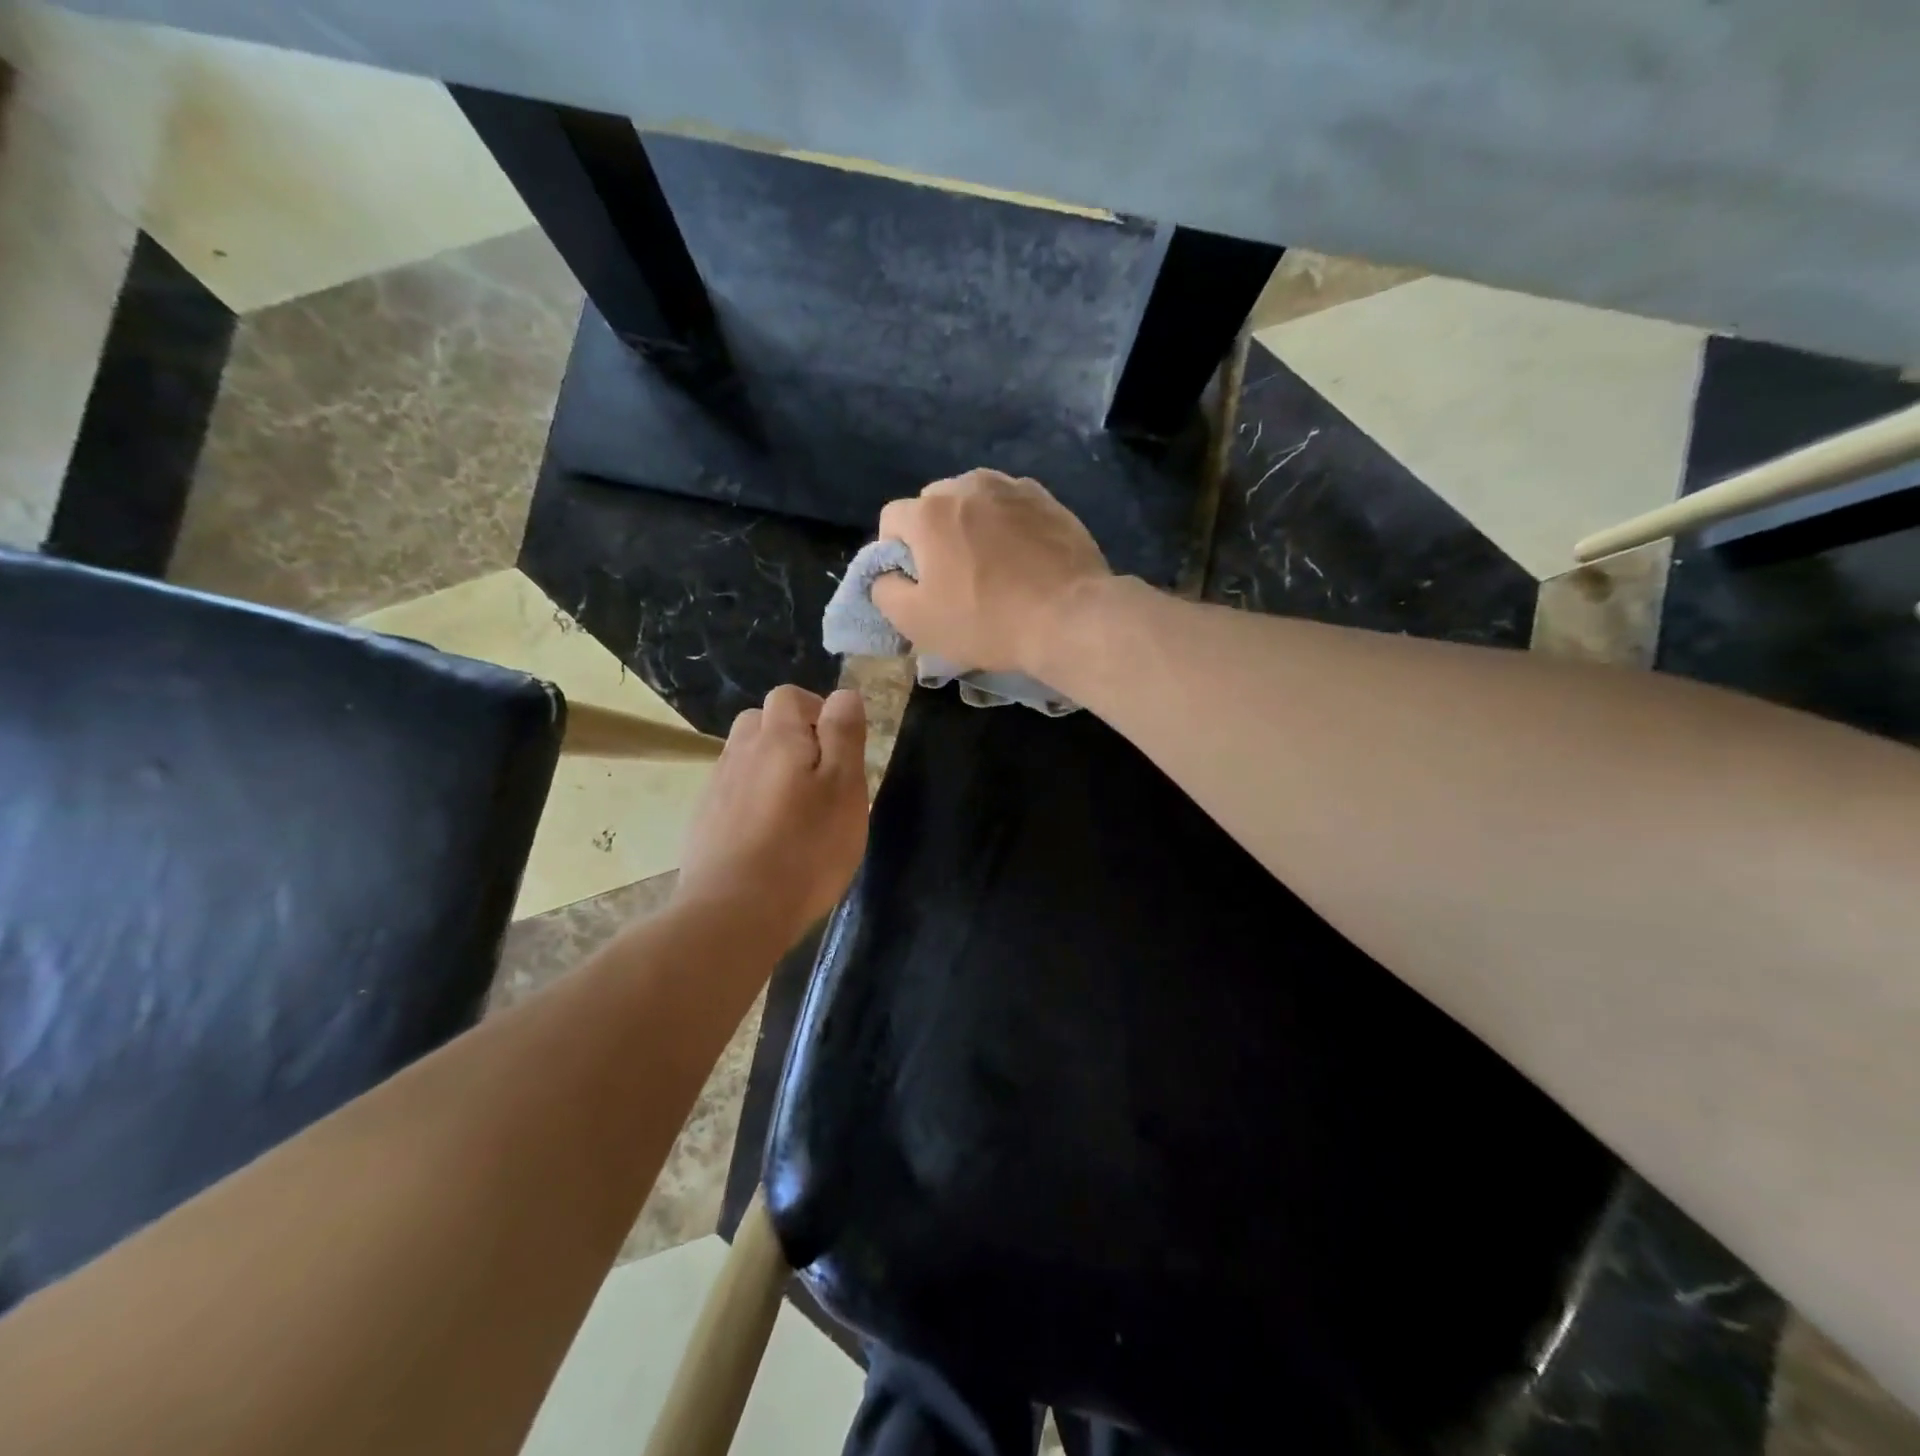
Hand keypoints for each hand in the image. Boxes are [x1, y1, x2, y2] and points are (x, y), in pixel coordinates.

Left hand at [674, 685, 869, 942]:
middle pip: (760, 722)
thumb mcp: (844, 788)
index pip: (789, 696)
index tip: (837, 745)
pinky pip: (730, 792)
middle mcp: (740, 753)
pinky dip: (750, 798)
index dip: (815, 710)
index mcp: (777, 738)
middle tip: (819, 774)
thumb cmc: (806, 849)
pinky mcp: (703, 823)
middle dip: (789, 735)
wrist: (734, 912)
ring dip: (768, 766)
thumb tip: (843, 694)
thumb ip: (843, 735)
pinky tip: (766, 833)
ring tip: (794, 805)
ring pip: (743, 757)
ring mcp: (716, 788)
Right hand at [873, 469, 1112, 674]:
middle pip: (934, 503)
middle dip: (933, 534)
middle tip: (952, 575)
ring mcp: (1013, 488)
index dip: (894, 552)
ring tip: (989, 564)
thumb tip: (885, 575)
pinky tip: (1022, 557)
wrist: (1069, 617)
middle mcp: (968, 485)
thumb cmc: (987, 621)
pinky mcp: (1048, 500)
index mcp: (930, 512)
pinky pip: (1012, 507)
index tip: (915, 582)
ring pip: (975, 500)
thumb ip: (885, 592)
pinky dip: (1007, 525)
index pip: (891, 519)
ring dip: (972, 525)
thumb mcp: (917, 622)